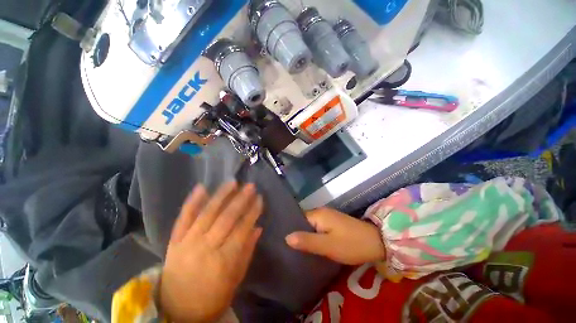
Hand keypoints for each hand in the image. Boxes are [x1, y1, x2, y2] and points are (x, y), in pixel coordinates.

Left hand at [160, 182, 262, 321]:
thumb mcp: (236, 279)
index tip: (260, 199)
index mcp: (223, 261)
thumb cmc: (212, 297)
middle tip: (250, 186)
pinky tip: (201, 187)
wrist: (175, 309)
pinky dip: (192, 202)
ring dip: (221, 196)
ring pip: (207, 213)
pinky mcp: (174, 241)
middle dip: (241, 200)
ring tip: (232, 182)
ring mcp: (187, 242)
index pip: (242, 229)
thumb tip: (258, 228)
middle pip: (226, 218)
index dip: (252, 212)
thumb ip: (247, 251)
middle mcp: (205, 248)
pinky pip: (183, 218)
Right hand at [286, 208, 384, 264]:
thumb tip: (286, 237)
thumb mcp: (327, 246)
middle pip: (304, 222)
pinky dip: (314, 236)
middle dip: (298, 234)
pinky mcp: (334, 224)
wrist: (377, 242)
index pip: (298, 219)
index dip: (291, 229)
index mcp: (318, 214)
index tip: (282, 241)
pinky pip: (319, 228)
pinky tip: (311, 246)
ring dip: (306, 236)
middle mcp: (321, 212)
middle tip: (287, 249)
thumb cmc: (351, 244)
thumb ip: (307, 241)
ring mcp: (328, 217)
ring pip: (311, 226)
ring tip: (295, 249)